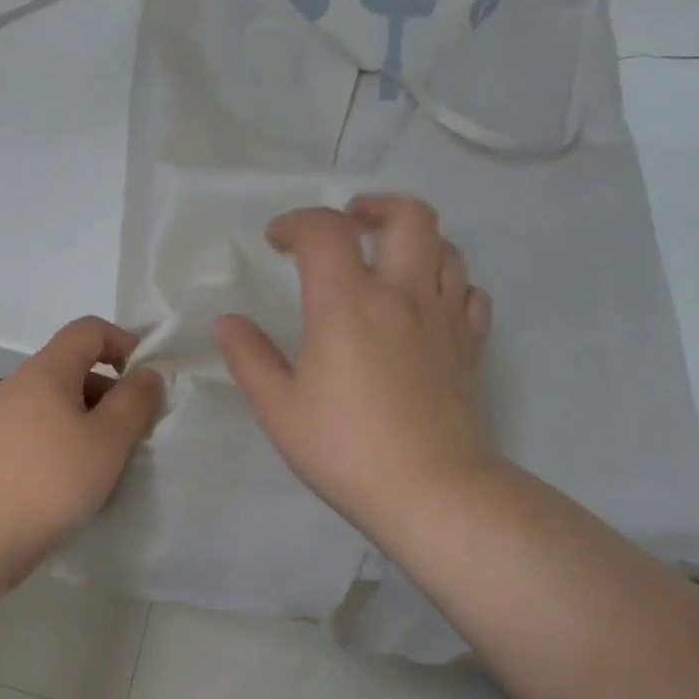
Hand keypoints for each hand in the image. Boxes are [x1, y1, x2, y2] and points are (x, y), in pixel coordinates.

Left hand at [0, 317, 163, 578]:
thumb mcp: (108, 440)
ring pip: (58, 403)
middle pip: (74, 368)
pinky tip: (76, 480)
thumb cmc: (50, 481)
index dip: (124, 343)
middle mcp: (18, 385)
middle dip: (112, 392)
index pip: (89, 329)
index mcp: (45, 371)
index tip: (147, 382)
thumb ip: (135, 401)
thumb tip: (147, 374)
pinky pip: (40, 430)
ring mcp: (0, 418)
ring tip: (110, 463)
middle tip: (136, 433)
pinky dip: (66, 442)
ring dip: (91, 422)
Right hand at [216, 195, 495, 545]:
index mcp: (346, 303)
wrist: (432, 490)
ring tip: (386, 262)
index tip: (277, 242)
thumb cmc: (345, 448)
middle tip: (348, 225)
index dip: (296, 223)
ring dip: (413, 241)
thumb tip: (228, 321)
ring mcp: (444, 318)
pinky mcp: (470, 347)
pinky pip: (468, 292)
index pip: (324, 231)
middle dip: (373, 208)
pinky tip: (426, 304)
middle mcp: (401, 294)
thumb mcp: (279, 408)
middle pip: (408, 216)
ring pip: (446, 248)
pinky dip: (446, 283)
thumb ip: (250, 357)